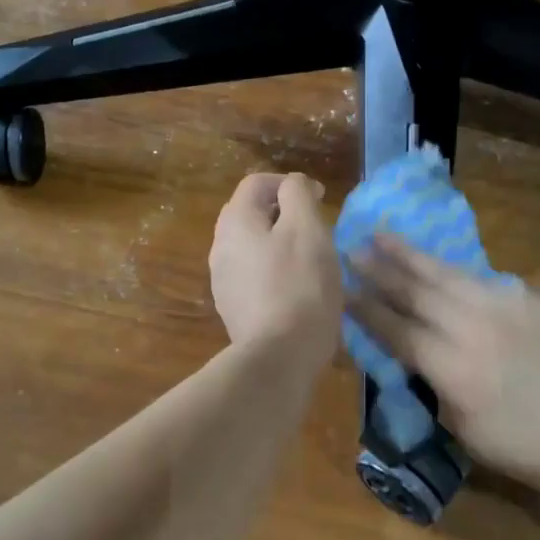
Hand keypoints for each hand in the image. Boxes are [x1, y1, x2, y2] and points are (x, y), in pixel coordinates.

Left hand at [210, 173, 342, 358]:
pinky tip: (297, 287)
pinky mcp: (233, 308)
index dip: (289, 183)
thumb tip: (292, 185)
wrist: (279, 356)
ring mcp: (223, 280)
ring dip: (279, 242)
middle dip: (283, 212)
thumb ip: (297, 196)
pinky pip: (254, 275)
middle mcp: (220, 246)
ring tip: (310, 257)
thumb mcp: (307, 229)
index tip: (319, 198)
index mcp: (235, 221)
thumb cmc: (299, 285)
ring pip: (252, 246)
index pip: (257, 183)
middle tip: (315, 226)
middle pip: (250, 213)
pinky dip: (274, 269)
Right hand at [348, 234, 539, 490]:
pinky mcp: (531, 297)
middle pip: (415, 290)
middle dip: (379, 268)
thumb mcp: (472, 435)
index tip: (339, 288)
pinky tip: (443, 266)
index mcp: (452, 367)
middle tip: (351, 247)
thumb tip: (421, 362)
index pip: (395, 329)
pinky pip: (482, 279)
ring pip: (446, 273)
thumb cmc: (539, 450)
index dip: (364, 308)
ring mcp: (504, 304)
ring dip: (410, 254)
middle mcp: (471, 326)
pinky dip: (455, 271)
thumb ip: (439, 392)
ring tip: (383, 234)